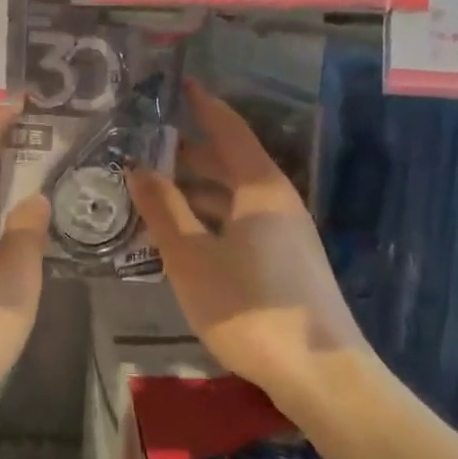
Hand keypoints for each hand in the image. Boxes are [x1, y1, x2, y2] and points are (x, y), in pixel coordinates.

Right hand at [128, 82, 369, 419]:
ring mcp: (287, 232)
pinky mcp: (288, 260)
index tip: (180, 85)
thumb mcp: (191, 258)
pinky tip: (186, 232)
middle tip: (148, 143)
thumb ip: (164, 209)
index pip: (229, 130)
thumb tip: (138, 166)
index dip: (204, 106)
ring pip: (236, 194)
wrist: (319, 373)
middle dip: (191, 150)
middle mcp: (278, 201)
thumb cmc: (249, 307)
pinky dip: (212, 215)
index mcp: (260, 188)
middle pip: (232, 162)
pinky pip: (242, 220)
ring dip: (199, 187)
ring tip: (156, 187)